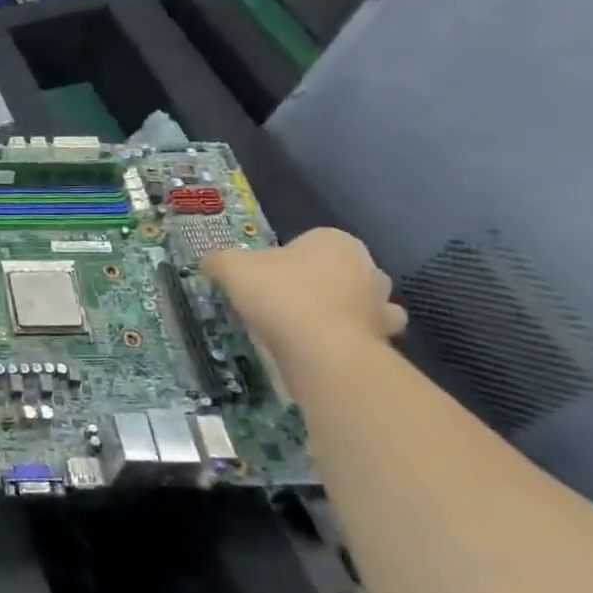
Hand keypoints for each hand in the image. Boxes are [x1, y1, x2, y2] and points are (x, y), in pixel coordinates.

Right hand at [202, 227, 405, 358]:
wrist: (322, 351)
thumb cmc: (280, 294)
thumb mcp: (232, 267)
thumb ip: (219, 261)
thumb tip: (209, 261)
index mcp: (336, 241)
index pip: (310, 241)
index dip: (286, 258)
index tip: (264, 276)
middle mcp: (368, 269)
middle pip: (338, 271)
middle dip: (318, 283)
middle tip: (282, 300)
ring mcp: (382, 308)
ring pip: (357, 305)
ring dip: (338, 313)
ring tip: (302, 328)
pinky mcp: (384, 344)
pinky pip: (360, 337)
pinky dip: (343, 341)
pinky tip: (316, 349)